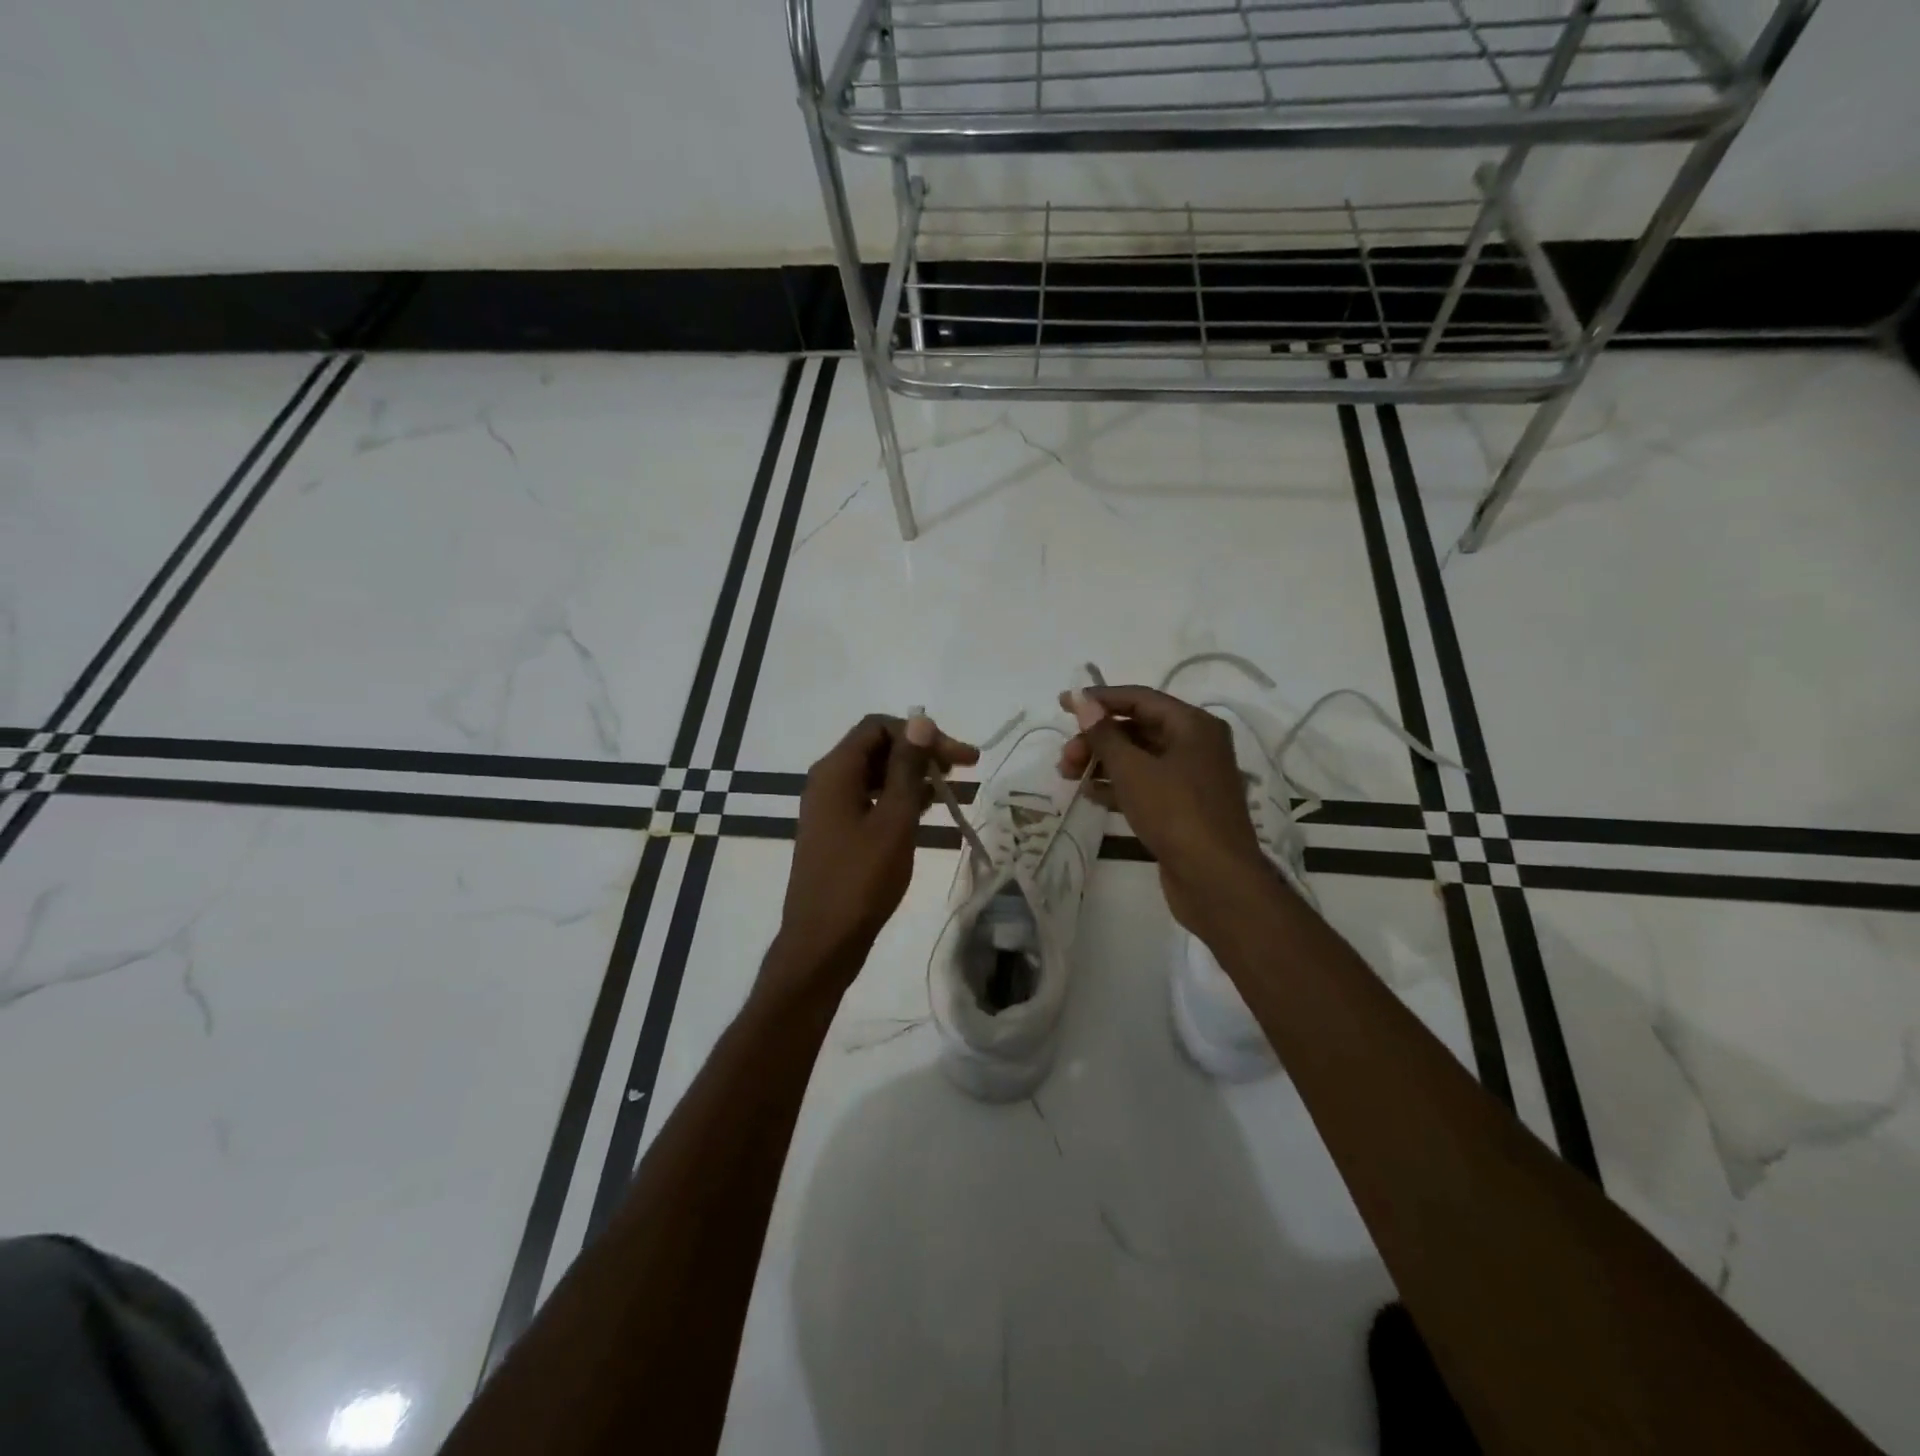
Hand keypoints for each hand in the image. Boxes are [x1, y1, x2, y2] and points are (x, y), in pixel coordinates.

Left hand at [767, 713, 978, 1000]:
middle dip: (921, 752)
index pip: (878, 727)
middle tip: (964, 769)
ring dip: (913, 776)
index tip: (956, 757)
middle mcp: (828, 781)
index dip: (920, 733)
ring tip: (951, 789)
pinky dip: (899, 799)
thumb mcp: (893, 820)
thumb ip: (907, 769)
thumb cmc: (860, 880)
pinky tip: (927, 811)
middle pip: (878, 747)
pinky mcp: (837, 831)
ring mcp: (830, 808)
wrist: (823, 942)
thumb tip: (920, 721)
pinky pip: (871, 800)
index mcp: (835, 771)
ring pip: (876, 775)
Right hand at [1055, 685, 1272, 936]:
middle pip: (1138, 729)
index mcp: (1193, 725)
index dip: (1099, 699)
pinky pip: (1146, 785)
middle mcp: (1197, 745)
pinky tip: (1090, 794)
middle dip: (1097, 738)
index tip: (1064, 703)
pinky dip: (1118, 785)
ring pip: (1140, 759)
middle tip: (1065, 757)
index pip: (1140, 699)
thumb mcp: (1133, 769)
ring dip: (1103, 762)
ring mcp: (1192, 779)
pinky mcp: (1184, 808)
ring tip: (1068, 775)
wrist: (1215, 880)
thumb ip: (1104, 733)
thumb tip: (1082, 700)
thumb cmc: (1175, 813)